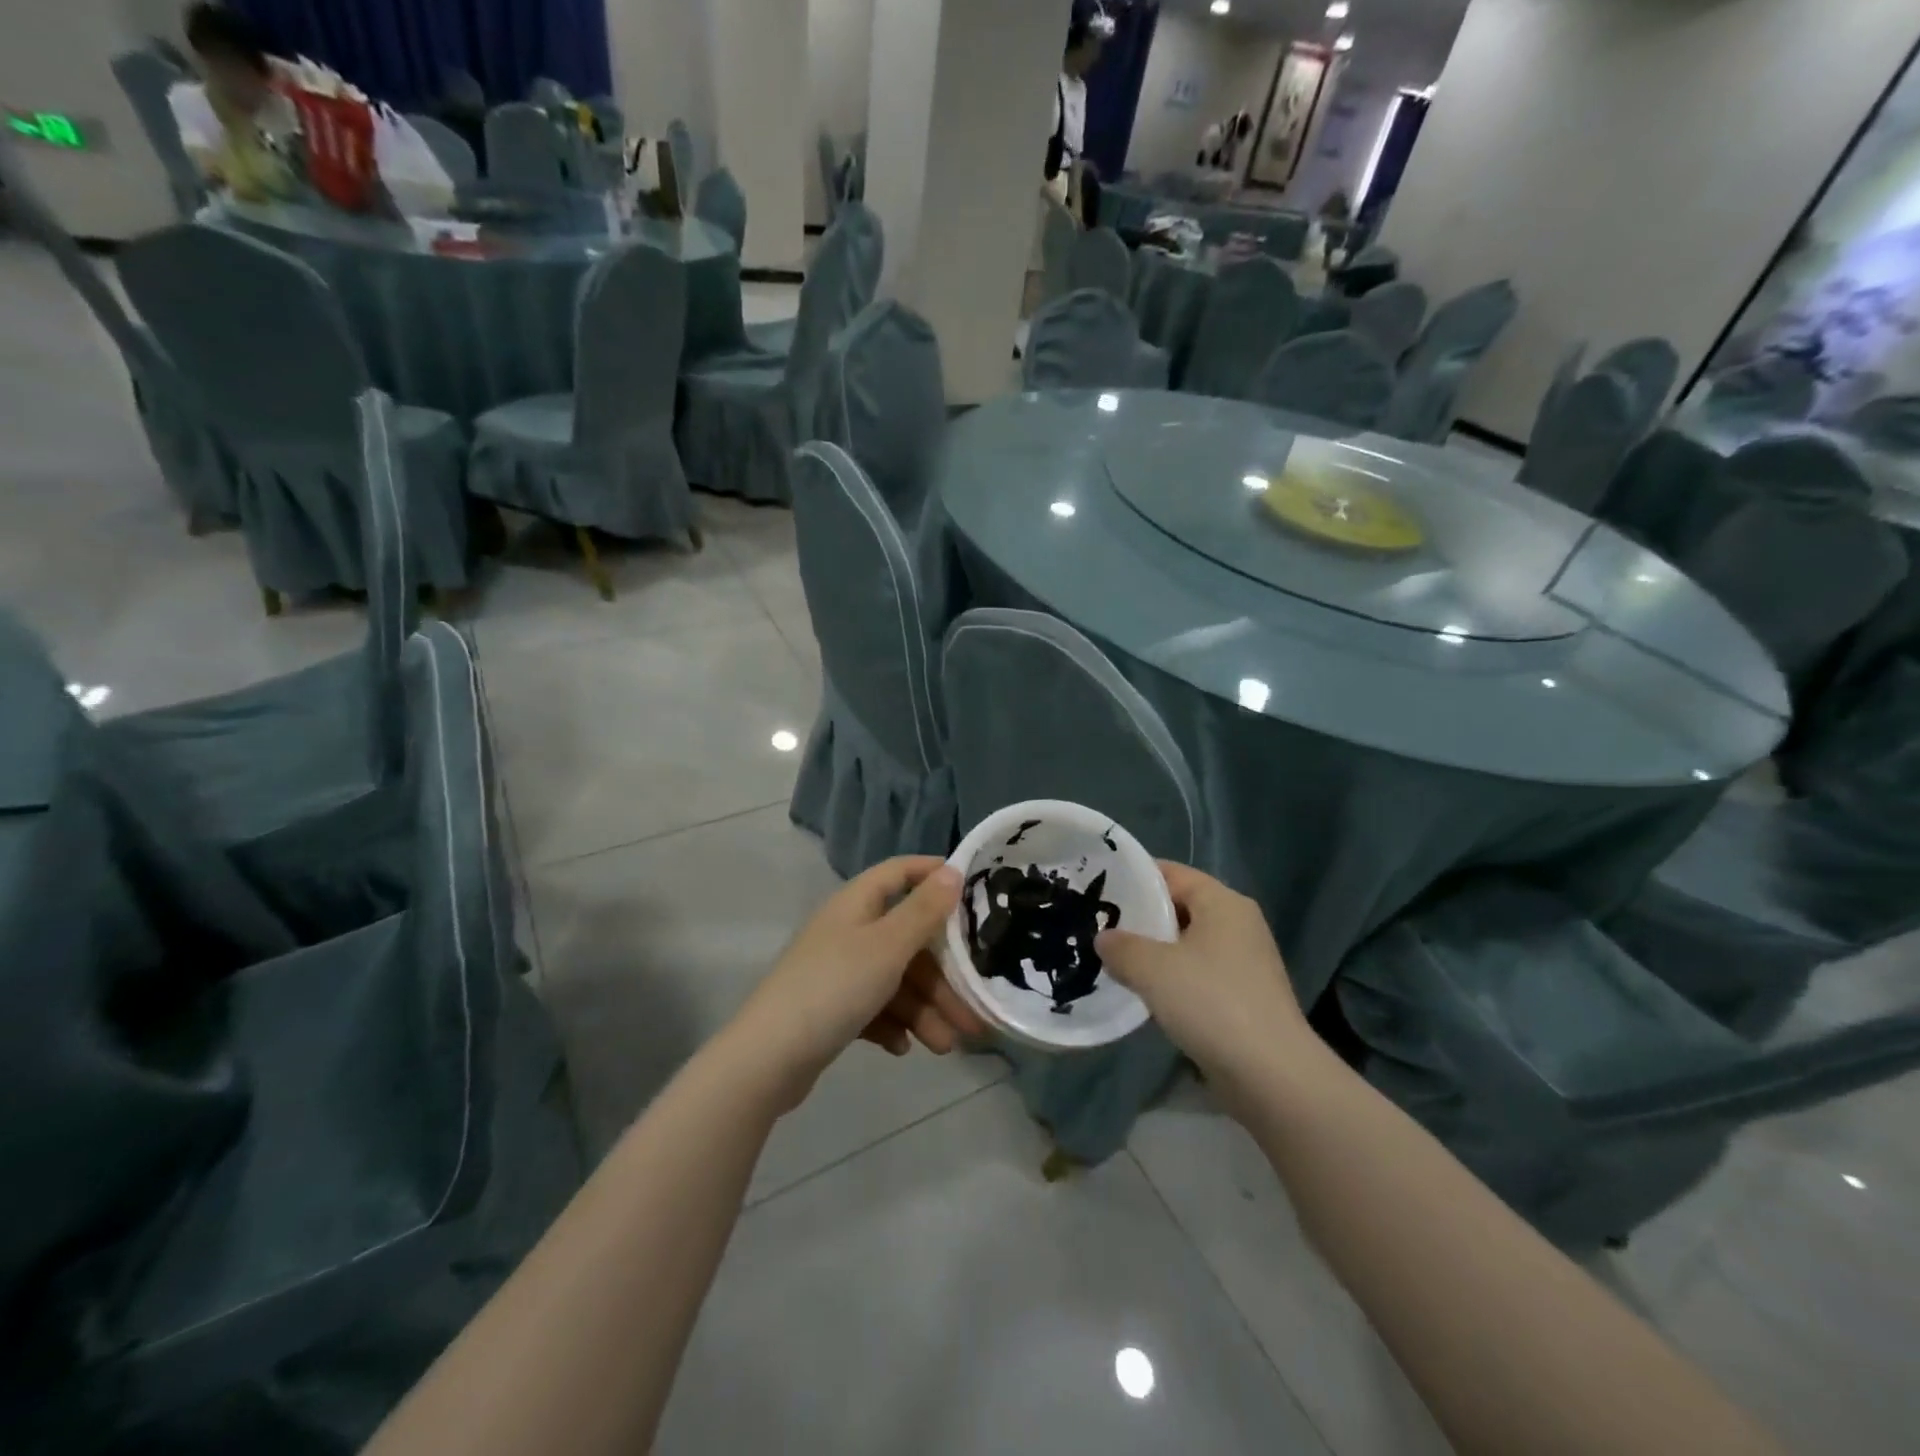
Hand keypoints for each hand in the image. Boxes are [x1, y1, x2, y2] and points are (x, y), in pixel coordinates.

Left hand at [728, 857, 986, 1109]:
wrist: (768, 1059)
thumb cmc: (835, 988)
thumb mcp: (887, 946)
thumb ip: (923, 911)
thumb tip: (953, 870)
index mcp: (857, 904)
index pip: (900, 872)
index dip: (934, 874)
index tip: (973, 890)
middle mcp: (848, 931)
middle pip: (906, 940)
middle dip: (942, 975)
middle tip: (974, 1009)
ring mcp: (838, 971)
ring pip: (895, 980)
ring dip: (924, 1010)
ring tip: (946, 1046)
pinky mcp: (831, 1009)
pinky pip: (874, 1008)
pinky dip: (893, 1024)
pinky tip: (903, 1048)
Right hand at [1096, 862, 1319, 1107]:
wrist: (1271, 1075)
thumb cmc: (1211, 1002)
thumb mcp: (1152, 968)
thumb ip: (1121, 947)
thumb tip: (1105, 939)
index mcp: (1223, 902)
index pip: (1172, 873)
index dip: (1134, 878)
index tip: (1099, 889)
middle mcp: (1239, 924)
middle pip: (1180, 907)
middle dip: (1141, 917)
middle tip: (1099, 926)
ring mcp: (1245, 962)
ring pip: (1188, 944)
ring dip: (1155, 952)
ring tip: (1114, 959)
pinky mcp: (1245, 997)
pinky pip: (1199, 974)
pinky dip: (1173, 978)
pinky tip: (1146, 994)